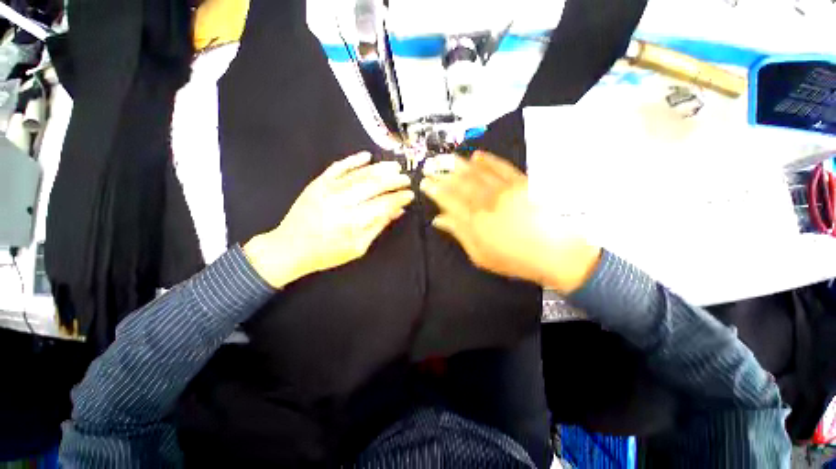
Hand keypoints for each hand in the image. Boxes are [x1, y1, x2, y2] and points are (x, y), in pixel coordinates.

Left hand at [244, 152, 413, 287]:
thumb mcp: (358, 247)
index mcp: (352, 221)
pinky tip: (367, 156)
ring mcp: (327, 189)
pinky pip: (337, 167)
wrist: (289, 248)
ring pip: (358, 174)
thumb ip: (378, 226)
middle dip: (393, 180)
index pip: (383, 204)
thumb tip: (397, 211)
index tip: (410, 195)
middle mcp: (341, 202)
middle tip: (407, 179)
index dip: (399, 198)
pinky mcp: (317, 183)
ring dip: (379, 169)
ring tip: (394, 167)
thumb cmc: (327, 253)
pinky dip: (353, 160)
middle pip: (373, 185)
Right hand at [420, 151, 600, 293]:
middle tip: (430, 165)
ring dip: (459, 163)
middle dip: (442, 173)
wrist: (554, 253)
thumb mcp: (479, 254)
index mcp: (474, 219)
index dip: (434, 189)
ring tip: (446, 157)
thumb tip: (439, 220)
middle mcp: (486, 200)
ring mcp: (504, 189)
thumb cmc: (513, 258)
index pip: (448, 199)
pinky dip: (488, 160)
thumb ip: (458, 233)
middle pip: (459, 183)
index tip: (425, 182)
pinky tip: (477, 155)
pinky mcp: (521, 183)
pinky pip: (501, 167)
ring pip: (476, 172)